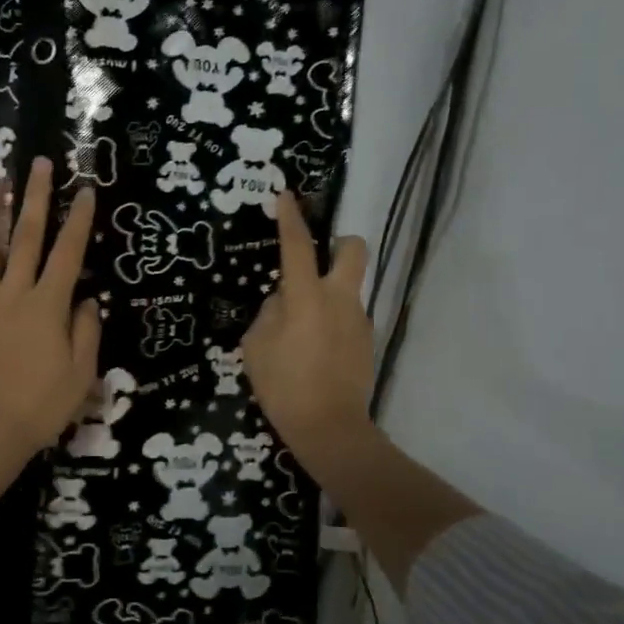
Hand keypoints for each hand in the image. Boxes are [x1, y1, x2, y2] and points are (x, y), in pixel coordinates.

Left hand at [0, 157, 100, 457]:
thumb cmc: (41, 406)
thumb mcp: (81, 373)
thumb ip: (87, 331)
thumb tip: (88, 299)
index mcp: (48, 305)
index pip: (68, 253)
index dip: (78, 219)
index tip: (84, 189)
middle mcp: (13, 294)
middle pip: (25, 238)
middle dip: (34, 198)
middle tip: (37, 163)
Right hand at [242, 191, 373, 462]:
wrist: (330, 427)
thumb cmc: (284, 385)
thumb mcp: (256, 346)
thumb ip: (269, 313)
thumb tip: (283, 301)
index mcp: (307, 297)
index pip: (298, 246)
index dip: (290, 218)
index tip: (286, 195)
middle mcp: (340, 299)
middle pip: (354, 250)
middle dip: (340, 242)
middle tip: (318, 259)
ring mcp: (359, 320)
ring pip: (350, 286)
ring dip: (330, 291)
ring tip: (303, 326)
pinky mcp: (367, 341)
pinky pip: (349, 316)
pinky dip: (333, 320)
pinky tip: (316, 350)